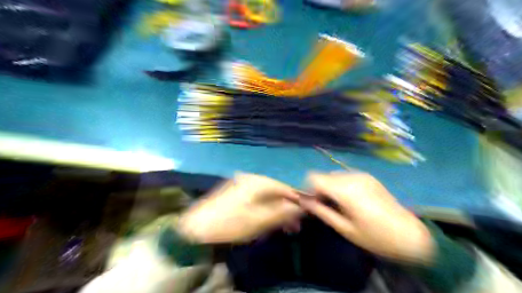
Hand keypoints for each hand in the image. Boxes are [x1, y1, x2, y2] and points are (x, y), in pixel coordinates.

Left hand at [179, 174, 301, 242]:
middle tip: (296, 225)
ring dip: (278, 210)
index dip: (298, 198)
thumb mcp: (259, 220)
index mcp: (258, 181)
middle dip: (288, 207)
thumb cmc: (230, 223)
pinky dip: (266, 209)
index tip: (307, 210)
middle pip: (277, 190)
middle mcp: (252, 178)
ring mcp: (243, 184)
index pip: (285, 186)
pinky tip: (269, 220)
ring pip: (268, 195)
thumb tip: (301, 206)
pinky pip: (258, 198)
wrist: (197, 227)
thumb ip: (282, 212)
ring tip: (285, 227)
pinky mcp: (237, 191)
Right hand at [300, 171, 434, 264]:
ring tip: (337, 205)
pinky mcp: (368, 177)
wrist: (409, 235)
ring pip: (333, 175)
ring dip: (329, 187)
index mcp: (345, 190)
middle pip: (323, 176)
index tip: (311, 203)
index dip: (308, 188)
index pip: (314, 177)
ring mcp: (361, 175)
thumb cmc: (375, 237)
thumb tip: (303, 201)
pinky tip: (349, 200)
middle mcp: (352, 177)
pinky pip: (345, 176)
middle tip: (323, 206)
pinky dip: (340, 185)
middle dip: (318, 189)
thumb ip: (322, 212)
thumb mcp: (345, 228)